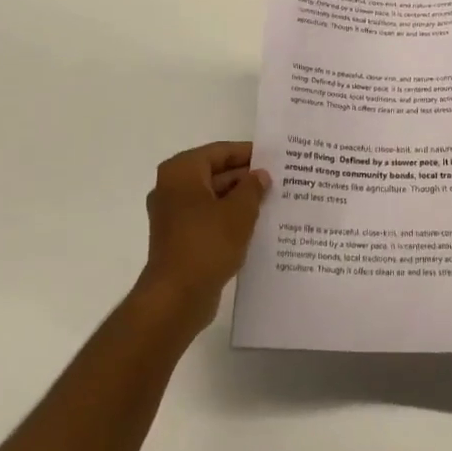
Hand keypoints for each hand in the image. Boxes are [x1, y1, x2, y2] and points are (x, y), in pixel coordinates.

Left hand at [137, 141, 270, 334]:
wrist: (175, 299)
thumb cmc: (206, 244)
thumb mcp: (239, 211)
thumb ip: (253, 188)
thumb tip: (260, 175)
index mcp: (182, 171)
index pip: (220, 152)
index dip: (249, 154)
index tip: (275, 158)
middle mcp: (172, 188)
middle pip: (215, 173)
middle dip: (245, 178)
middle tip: (279, 181)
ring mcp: (173, 215)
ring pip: (213, 198)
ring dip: (239, 200)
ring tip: (273, 202)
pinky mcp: (179, 238)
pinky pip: (208, 219)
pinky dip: (228, 219)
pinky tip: (255, 226)